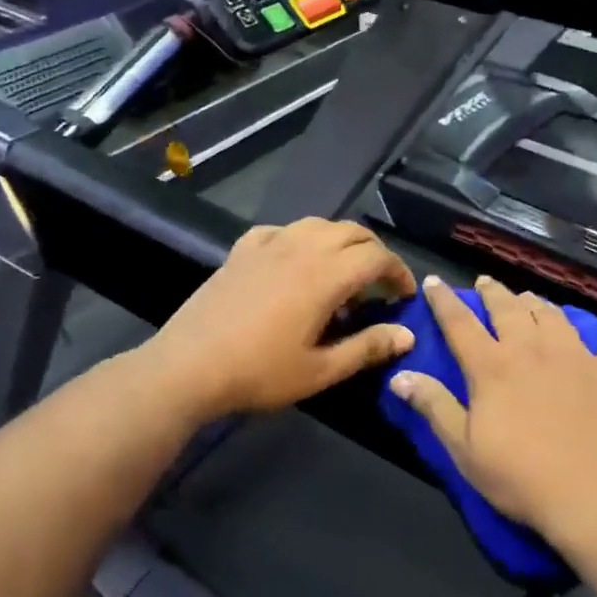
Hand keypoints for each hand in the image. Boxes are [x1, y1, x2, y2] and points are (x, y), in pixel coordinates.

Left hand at [145, 218, 417, 421]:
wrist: (189, 366)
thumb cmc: (259, 372)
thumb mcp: (321, 370)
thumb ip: (367, 347)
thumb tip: (407, 334)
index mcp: (326, 275)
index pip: (377, 258)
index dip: (399, 273)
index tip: (404, 296)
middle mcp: (301, 248)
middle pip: (352, 232)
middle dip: (375, 253)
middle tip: (380, 284)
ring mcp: (268, 245)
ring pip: (318, 224)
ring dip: (340, 241)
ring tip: (342, 271)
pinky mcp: (241, 250)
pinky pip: (280, 230)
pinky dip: (300, 239)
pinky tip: (294, 261)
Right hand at [388, 275, 596, 549]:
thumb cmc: (524, 479)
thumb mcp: (465, 451)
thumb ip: (434, 407)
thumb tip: (399, 375)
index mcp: (493, 368)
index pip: (460, 324)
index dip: (444, 301)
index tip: (433, 281)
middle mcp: (534, 350)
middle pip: (509, 310)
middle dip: (493, 293)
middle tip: (485, 282)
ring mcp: (579, 357)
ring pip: (554, 317)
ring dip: (537, 304)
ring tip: (529, 297)